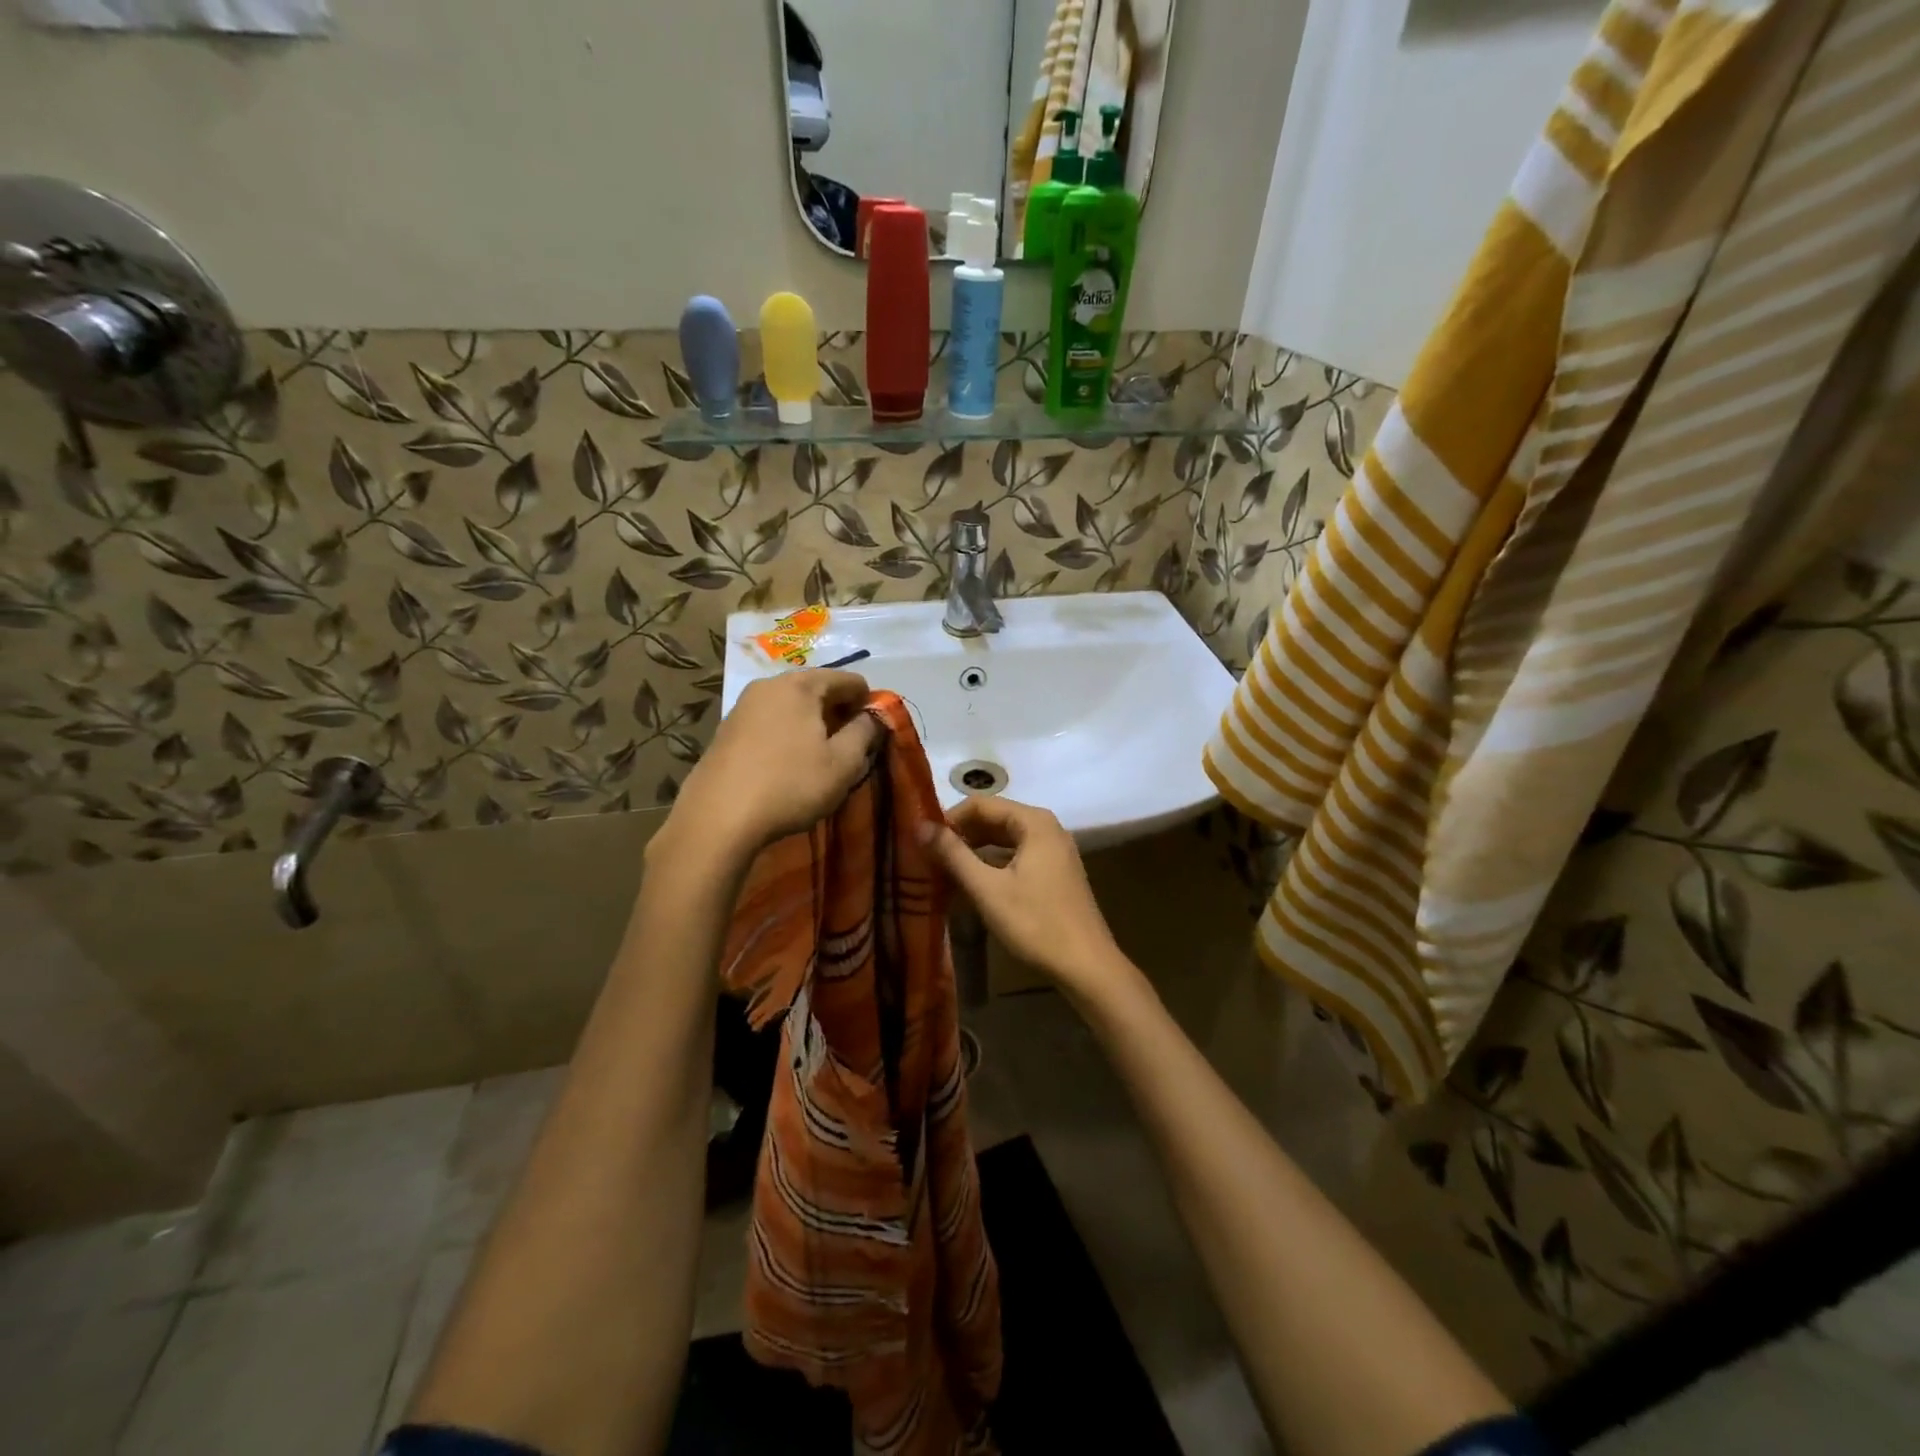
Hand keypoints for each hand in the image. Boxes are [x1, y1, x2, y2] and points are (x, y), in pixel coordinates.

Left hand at [661, 670, 878, 864]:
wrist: (717, 818)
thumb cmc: (790, 785)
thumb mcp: (843, 763)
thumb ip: (865, 732)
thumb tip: (873, 716)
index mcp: (801, 685)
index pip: (849, 680)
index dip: (868, 704)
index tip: (872, 734)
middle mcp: (769, 684)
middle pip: (818, 689)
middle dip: (838, 714)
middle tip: (849, 749)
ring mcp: (743, 706)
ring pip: (792, 707)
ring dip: (812, 726)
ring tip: (819, 759)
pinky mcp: (726, 730)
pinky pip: (770, 722)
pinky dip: (787, 735)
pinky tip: (788, 765)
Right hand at [921, 797, 1135, 1006]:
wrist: (1087, 965)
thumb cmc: (1035, 923)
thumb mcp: (987, 889)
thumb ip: (953, 854)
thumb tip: (920, 826)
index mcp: (1034, 822)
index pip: (981, 804)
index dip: (949, 819)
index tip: (923, 842)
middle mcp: (1047, 828)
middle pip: (994, 819)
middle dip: (961, 836)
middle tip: (929, 858)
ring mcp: (1054, 850)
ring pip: (1005, 840)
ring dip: (975, 852)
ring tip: (945, 872)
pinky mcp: (1055, 872)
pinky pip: (1017, 856)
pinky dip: (993, 865)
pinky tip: (973, 885)